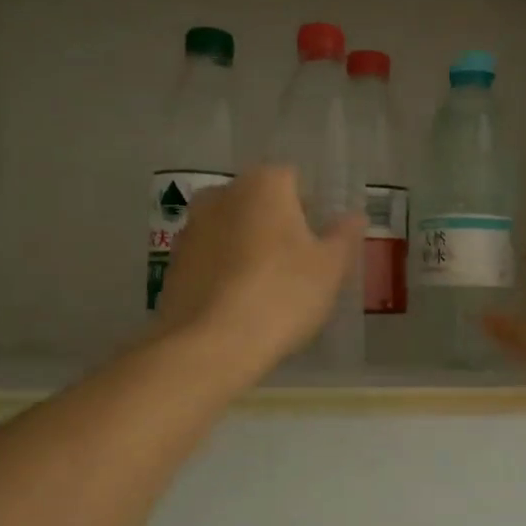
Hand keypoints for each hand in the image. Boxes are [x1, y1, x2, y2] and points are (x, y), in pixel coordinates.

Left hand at [154, 168, 362, 380]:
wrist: (210, 345)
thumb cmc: (282, 295)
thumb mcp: (331, 268)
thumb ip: (344, 236)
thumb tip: (353, 216)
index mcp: (264, 185)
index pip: (293, 180)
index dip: (310, 209)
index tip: (319, 242)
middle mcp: (221, 195)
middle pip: (258, 203)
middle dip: (277, 226)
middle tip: (298, 266)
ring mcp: (191, 229)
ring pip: (231, 230)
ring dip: (248, 248)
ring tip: (268, 289)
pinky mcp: (173, 264)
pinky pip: (210, 259)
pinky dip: (225, 272)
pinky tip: (239, 304)